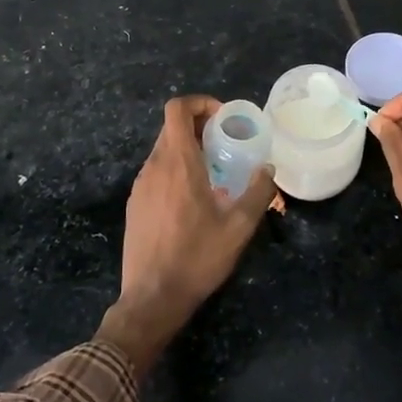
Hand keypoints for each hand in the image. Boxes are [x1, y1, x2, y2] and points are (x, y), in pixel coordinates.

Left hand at [98, 95, 276, 374]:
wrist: (152, 298)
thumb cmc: (197, 258)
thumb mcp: (239, 227)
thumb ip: (257, 192)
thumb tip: (267, 169)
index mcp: (177, 163)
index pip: (177, 109)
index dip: (200, 103)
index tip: (224, 119)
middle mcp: (154, 167)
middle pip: (172, 128)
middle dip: (200, 127)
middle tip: (227, 144)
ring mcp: (140, 186)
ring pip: (163, 151)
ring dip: (188, 150)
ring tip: (215, 173)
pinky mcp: (134, 204)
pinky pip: (156, 173)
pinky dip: (175, 170)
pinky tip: (193, 200)